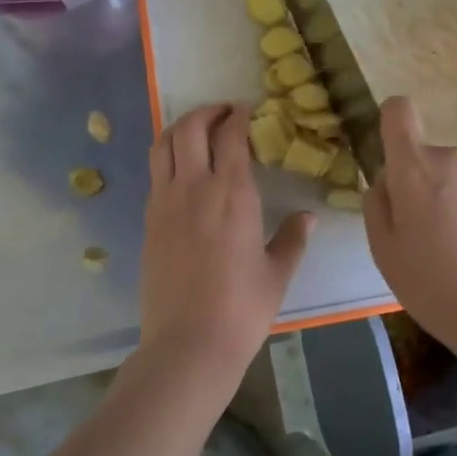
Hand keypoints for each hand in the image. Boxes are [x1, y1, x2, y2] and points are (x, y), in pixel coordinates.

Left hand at [138, 103, 313, 380]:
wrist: (188, 344)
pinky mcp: (149, 220)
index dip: (239, 116)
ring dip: (181, 127)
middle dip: (207, 112)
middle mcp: (195, 188)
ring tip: (198, 130)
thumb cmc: (242, 309)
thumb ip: (293, 238)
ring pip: (164, 144)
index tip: (248, 111)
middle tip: (224, 113)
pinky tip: (183, 169)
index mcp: (233, 195)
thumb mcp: (277, 273)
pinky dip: (168, 155)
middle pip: (191, 128)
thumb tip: (308, 217)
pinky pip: (156, 172)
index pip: (231, 136)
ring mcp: (166, 202)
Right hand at [365, 96, 456, 357]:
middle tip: (427, 232)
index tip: (395, 158)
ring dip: (456, 197)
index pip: (399, 111)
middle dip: (424, 182)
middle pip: (429, 156)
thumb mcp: (383, 250)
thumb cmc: (432, 286)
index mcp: (415, 168)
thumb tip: (388, 180)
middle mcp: (454, 158)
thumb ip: (377, 202)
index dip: (392, 124)